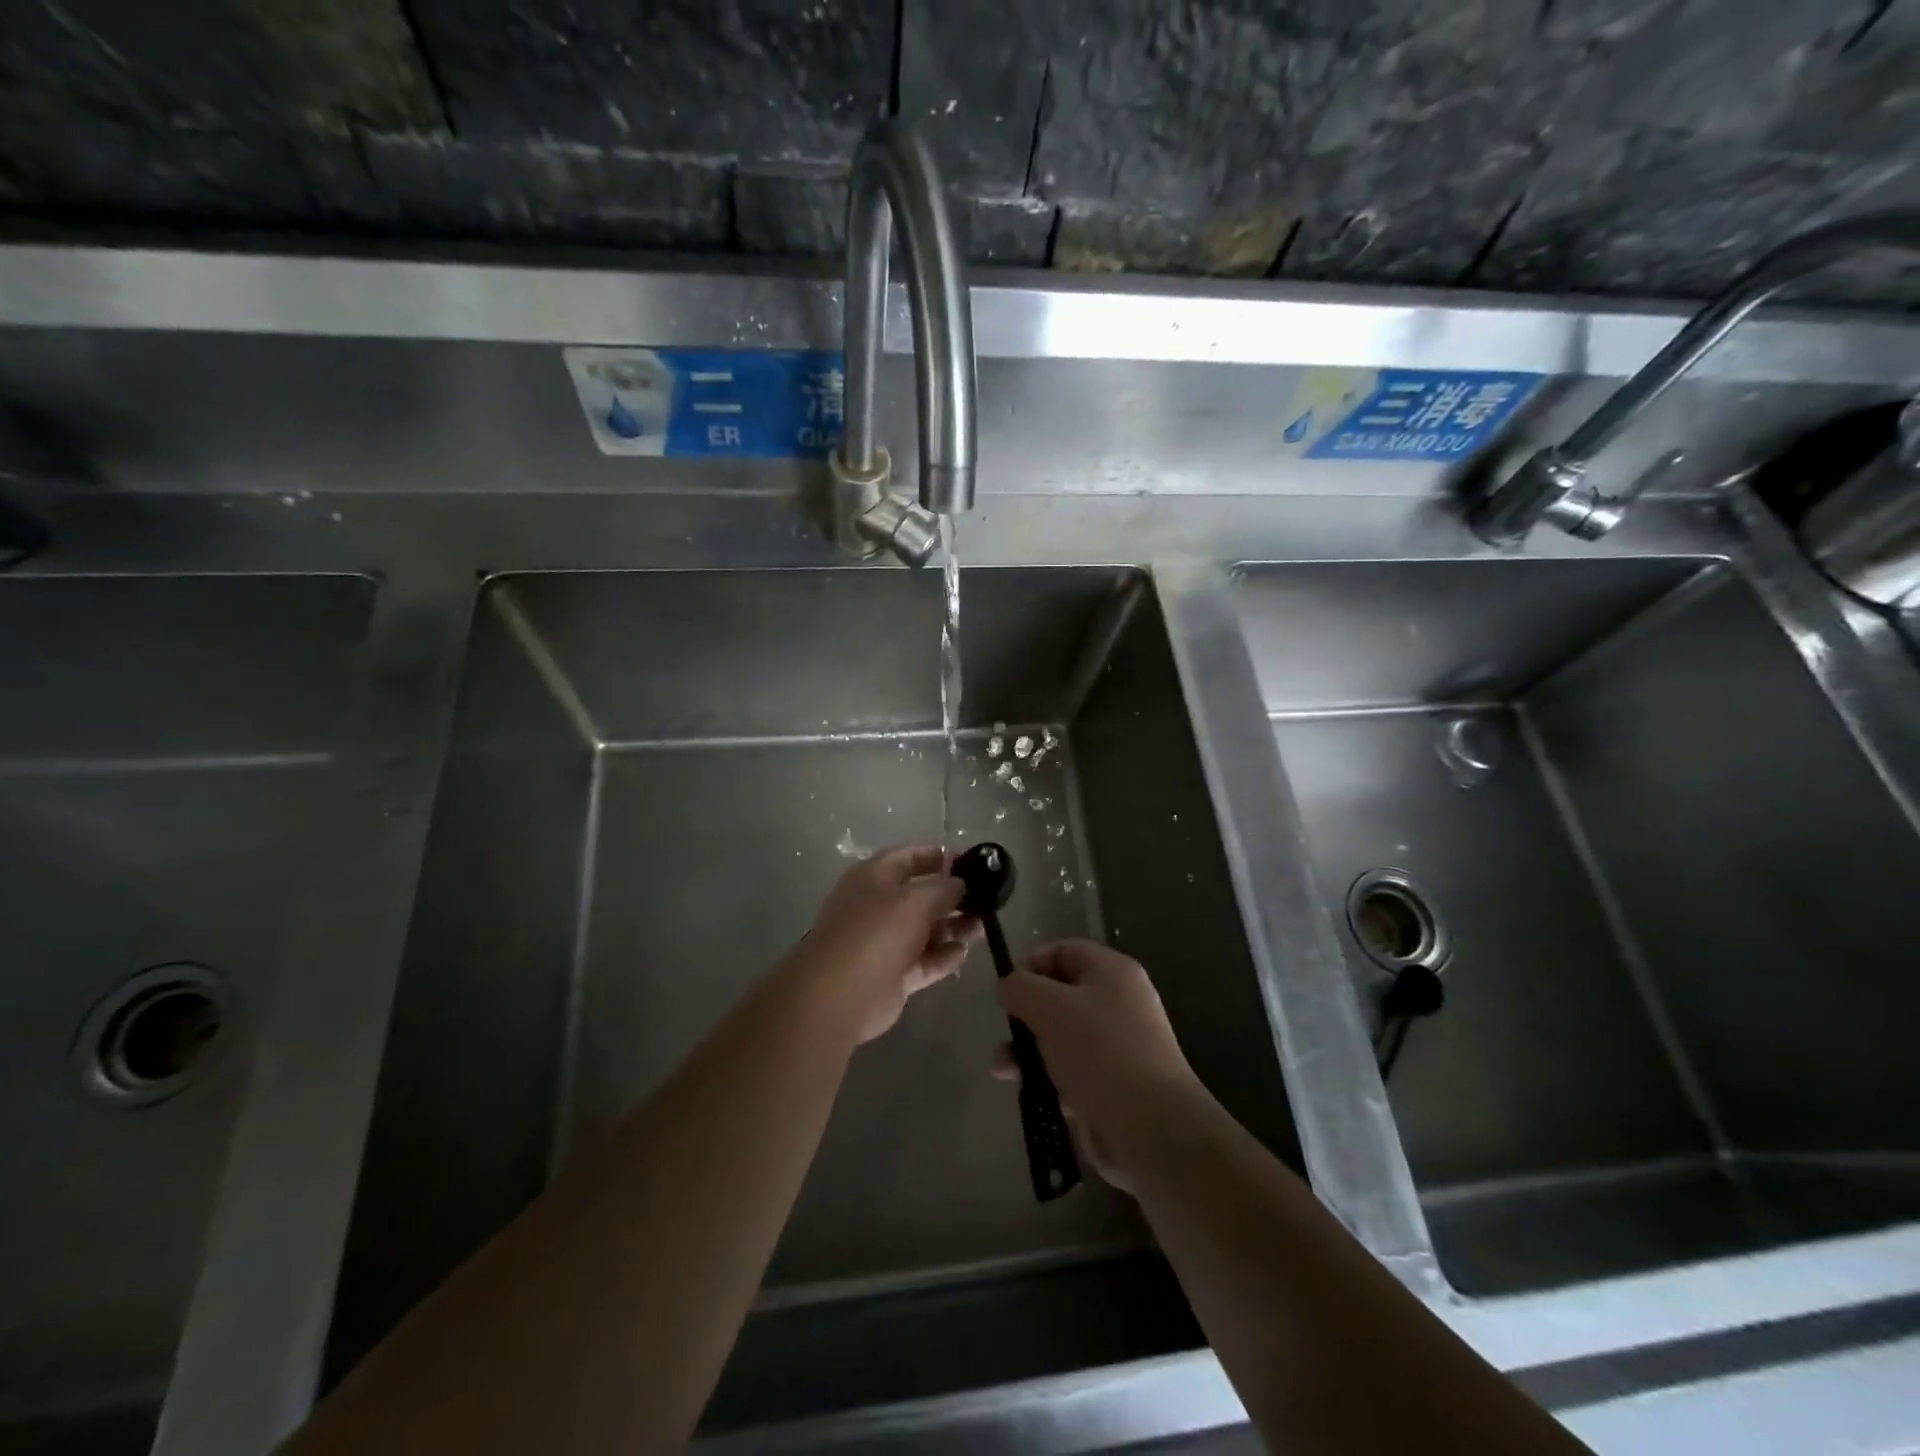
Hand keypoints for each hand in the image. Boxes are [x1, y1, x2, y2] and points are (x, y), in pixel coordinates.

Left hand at [784, 844, 976, 1043]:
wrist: (840, 994)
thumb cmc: (877, 932)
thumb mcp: (916, 900)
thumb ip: (944, 888)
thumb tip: (960, 884)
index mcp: (875, 876)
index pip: (911, 856)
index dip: (940, 857)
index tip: (972, 863)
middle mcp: (878, 905)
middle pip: (921, 895)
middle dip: (953, 897)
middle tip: (987, 901)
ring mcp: (884, 941)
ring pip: (926, 929)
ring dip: (953, 928)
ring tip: (982, 929)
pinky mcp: (893, 973)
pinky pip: (924, 960)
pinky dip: (943, 956)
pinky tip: (963, 954)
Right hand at [993, 939, 1203, 1189]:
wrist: (1152, 1130)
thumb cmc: (1100, 1053)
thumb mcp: (1050, 1007)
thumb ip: (1020, 988)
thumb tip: (1009, 988)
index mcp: (1113, 972)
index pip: (1065, 951)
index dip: (1032, 964)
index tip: (1008, 991)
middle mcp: (1119, 1003)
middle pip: (1060, 996)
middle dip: (1026, 1015)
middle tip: (1006, 1035)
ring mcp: (1118, 1046)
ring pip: (1061, 1037)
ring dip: (1028, 1051)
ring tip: (1005, 1071)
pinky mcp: (1112, 1085)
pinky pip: (1071, 1071)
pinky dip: (1049, 1079)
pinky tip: (1035, 1095)